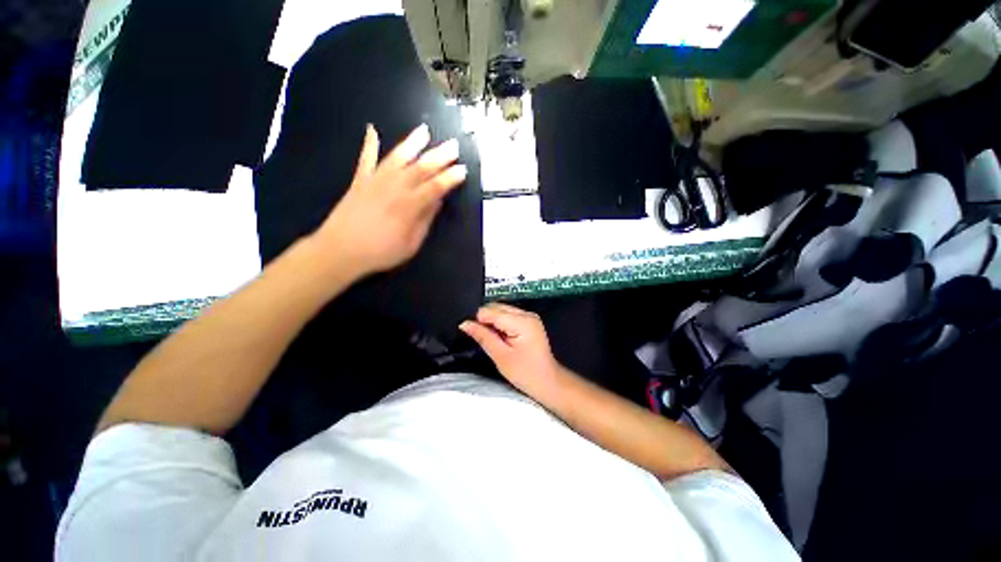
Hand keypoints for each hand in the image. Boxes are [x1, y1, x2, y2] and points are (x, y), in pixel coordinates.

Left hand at [315, 123, 466, 276]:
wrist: (340, 250)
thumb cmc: (380, 252)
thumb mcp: (411, 244)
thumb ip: (425, 220)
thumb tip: (437, 201)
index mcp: (409, 206)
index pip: (435, 187)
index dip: (450, 178)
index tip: (462, 170)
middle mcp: (394, 188)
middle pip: (420, 168)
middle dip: (439, 156)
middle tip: (453, 145)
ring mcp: (375, 181)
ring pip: (397, 157)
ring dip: (412, 143)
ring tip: (424, 130)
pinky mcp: (360, 181)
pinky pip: (366, 159)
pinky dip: (369, 144)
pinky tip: (372, 129)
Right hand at [460, 303, 568, 402]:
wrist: (548, 382)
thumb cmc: (525, 373)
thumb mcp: (500, 356)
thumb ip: (482, 336)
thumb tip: (464, 324)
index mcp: (522, 321)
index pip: (491, 311)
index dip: (478, 321)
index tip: (475, 335)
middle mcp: (527, 314)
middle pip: (496, 307)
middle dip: (485, 320)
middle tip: (483, 340)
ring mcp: (529, 316)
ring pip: (501, 310)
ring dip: (492, 322)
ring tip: (493, 340)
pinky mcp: (529, 321)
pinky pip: (508, 315)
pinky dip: (500, 324)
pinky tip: (501, 338)